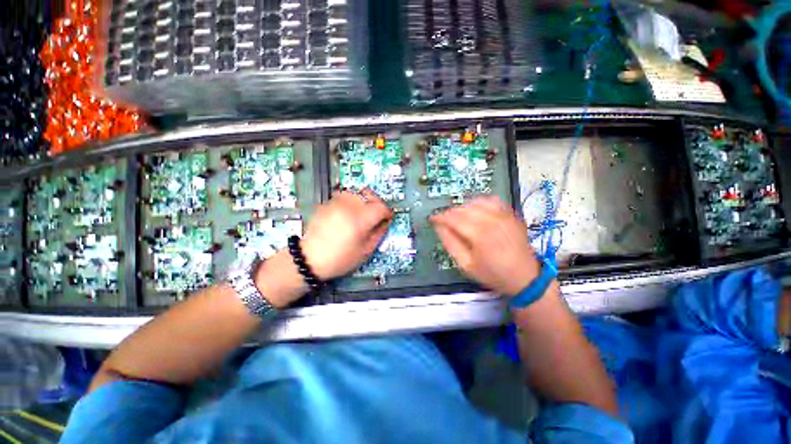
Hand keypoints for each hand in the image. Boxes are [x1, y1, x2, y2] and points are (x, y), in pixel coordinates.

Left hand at [301, 189, 392, 279]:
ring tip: (361, 213)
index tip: (387, 219)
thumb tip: (385, 223)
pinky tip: (347, 215)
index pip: (380, 207)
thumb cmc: (340, 259)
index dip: (387, 212)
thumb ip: (378, 234)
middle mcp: (348, 206)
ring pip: (355, 193)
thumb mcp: (365, 251)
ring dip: (362, 201)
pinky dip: (349, 203)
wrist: (309, 259)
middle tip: (376, 215)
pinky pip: (343, 197)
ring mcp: (335, 203)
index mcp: (359, 219)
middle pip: (368, 194)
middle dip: (376, 203)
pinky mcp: (326, 204)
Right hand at [430, 196, 539, 295]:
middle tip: (444, 222)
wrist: (525, 277)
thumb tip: (439, 226)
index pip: (454, 218)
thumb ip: (450, 243)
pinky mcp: (510, 214)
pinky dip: (479, 203)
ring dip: (463, 208)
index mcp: (480, 235)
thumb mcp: (466, 265)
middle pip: (463, 209)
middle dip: (450, 213)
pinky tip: (475, 211)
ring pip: (475, 202)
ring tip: (458, 218)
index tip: (432, 218)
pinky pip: (491, 200)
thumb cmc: (493, 273)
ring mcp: (503, 215)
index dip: (440, 217)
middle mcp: (492, 220)